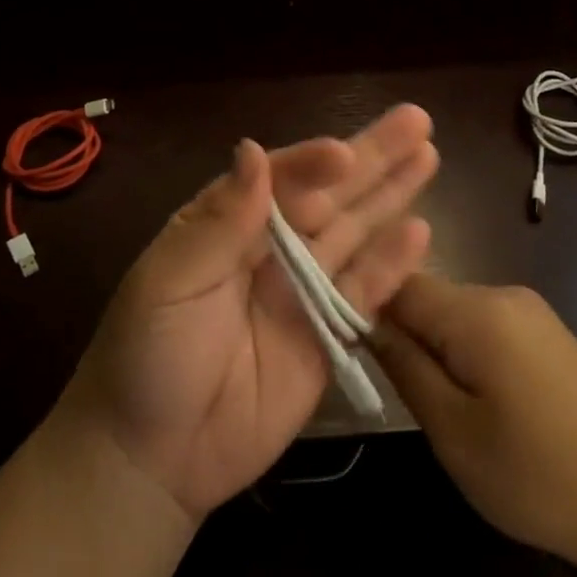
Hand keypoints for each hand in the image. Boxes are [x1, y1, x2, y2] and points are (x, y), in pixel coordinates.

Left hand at [59, 105, 437, 522]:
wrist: (152, 456)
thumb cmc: (147, 355)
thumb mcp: (168, 282)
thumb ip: (220, 221)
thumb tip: (253, 151)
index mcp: (227, 222)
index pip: (278, 179)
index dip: (312, 163)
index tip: (343, 154)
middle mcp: (271, 246)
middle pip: (329, 194)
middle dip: (371, 158)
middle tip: (416, 120)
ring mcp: (302, 289)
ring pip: (354, 232)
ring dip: (391, 195)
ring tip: (428, 155)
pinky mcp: (327, 335)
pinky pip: (363, 293)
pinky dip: (391, 265)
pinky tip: (420, 231)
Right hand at [371, 272, 576, 572]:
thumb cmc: (539, 475)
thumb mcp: (454, 432)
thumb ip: (406, 367)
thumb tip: (365, 322)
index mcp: (478, 311)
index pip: (398, 282)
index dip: (365, 305)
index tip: (343, 344)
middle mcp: (504, 294)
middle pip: (428, 295)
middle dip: (402, 332)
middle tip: (391, 388)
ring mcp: (530, 311)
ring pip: (455, 313)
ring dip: (434, 346)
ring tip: (432, 402)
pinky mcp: (547, 333)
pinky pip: (485, 326)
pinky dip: (464, 352)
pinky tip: (474, 398)